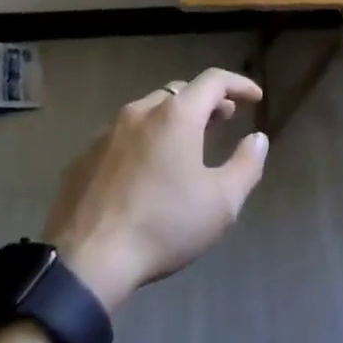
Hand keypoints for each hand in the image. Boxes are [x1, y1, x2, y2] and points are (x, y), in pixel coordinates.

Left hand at [43, 68, 268, 312]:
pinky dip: (144, 140)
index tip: (255, 98)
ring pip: (148, 112)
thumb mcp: (221, 203)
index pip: (213, 80)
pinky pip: (123, 136)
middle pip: (179, 92)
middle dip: (206, 102)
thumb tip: (258, 138)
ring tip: (186, 144)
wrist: (87, 261)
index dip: (239, 84)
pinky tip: (147, 170)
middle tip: (223, 119)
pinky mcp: (84, 157)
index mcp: (175, 116)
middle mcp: (140, 112)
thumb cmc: (163, 225)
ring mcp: (106, 133)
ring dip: (173, 120)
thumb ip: (246, 165)